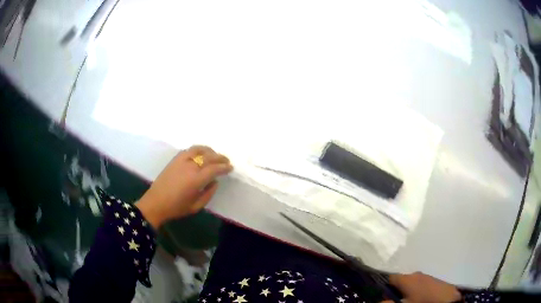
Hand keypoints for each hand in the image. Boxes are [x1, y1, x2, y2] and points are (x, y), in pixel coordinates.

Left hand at [136, 145, 232, 228]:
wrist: (156, 203)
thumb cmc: (176, 208)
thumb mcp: (196, 207)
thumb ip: (208, 194)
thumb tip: (215, 182)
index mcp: (196, 180)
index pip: (214, 169)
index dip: (224, 167)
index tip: (230, 168)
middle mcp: (190, 167)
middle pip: (209, 157)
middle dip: (220, 158)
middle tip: (227, 161)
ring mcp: (181, 161)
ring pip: (199, 150)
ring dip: (210, 151)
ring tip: (215, 154)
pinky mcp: (174, 159)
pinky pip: (189, 150)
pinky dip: (198, 149)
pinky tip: (201, 153)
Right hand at [385, 272, 460, 302]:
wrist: (449, 301)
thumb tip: (379, 301)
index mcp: (407, 279)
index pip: (391, 278)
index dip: (385, 287)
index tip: (384, 296)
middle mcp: (416, 274)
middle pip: (402, 281)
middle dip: (398, 291)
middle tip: (398, 300)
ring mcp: (428, 277)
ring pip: (412, 283)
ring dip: (408, 291)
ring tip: (410, 301)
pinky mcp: (435, 281)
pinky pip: (422, 285)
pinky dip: (418, 291)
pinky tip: (421, 299)